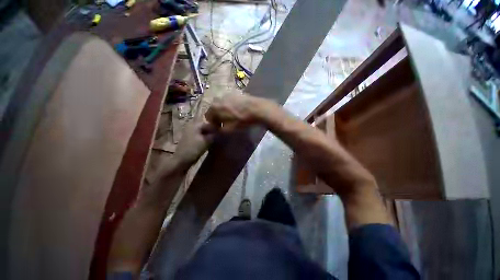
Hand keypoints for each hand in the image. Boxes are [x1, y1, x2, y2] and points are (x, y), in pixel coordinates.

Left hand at [173, 118, 217, 167]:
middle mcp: (192, 125)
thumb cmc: (194, 149)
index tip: (223, 135)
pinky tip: (209, 143)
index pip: (210, 124)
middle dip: (213, 132)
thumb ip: (215, 135)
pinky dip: (205, 138)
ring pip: (203, 131)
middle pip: (206, 127)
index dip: (217, 129)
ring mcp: (190, 132)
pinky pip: (200, 135)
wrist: (181, 160)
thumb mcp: (207, 141)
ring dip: (209, 135)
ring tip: (215, 140)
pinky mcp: (190, 138)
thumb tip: (221, 132)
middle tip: (219, 137)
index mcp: (195, 125)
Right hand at [205, 94, 268, 132]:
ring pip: (221, 104)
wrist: (256, 109)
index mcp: (214, 107)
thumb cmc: (241, 120)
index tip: (219, 127)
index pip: (208, 116)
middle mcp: (218, 98)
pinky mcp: (234, 92)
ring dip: (223, 110)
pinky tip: (237, 109)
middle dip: (217, 116)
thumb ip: (219, 129)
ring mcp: (226, 94)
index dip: (213, 123)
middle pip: (214, 109)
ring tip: (232, 115)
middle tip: (225, 122)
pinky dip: (230, 105)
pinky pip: (228, 100)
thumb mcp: (229, 129)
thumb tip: (215, 129)